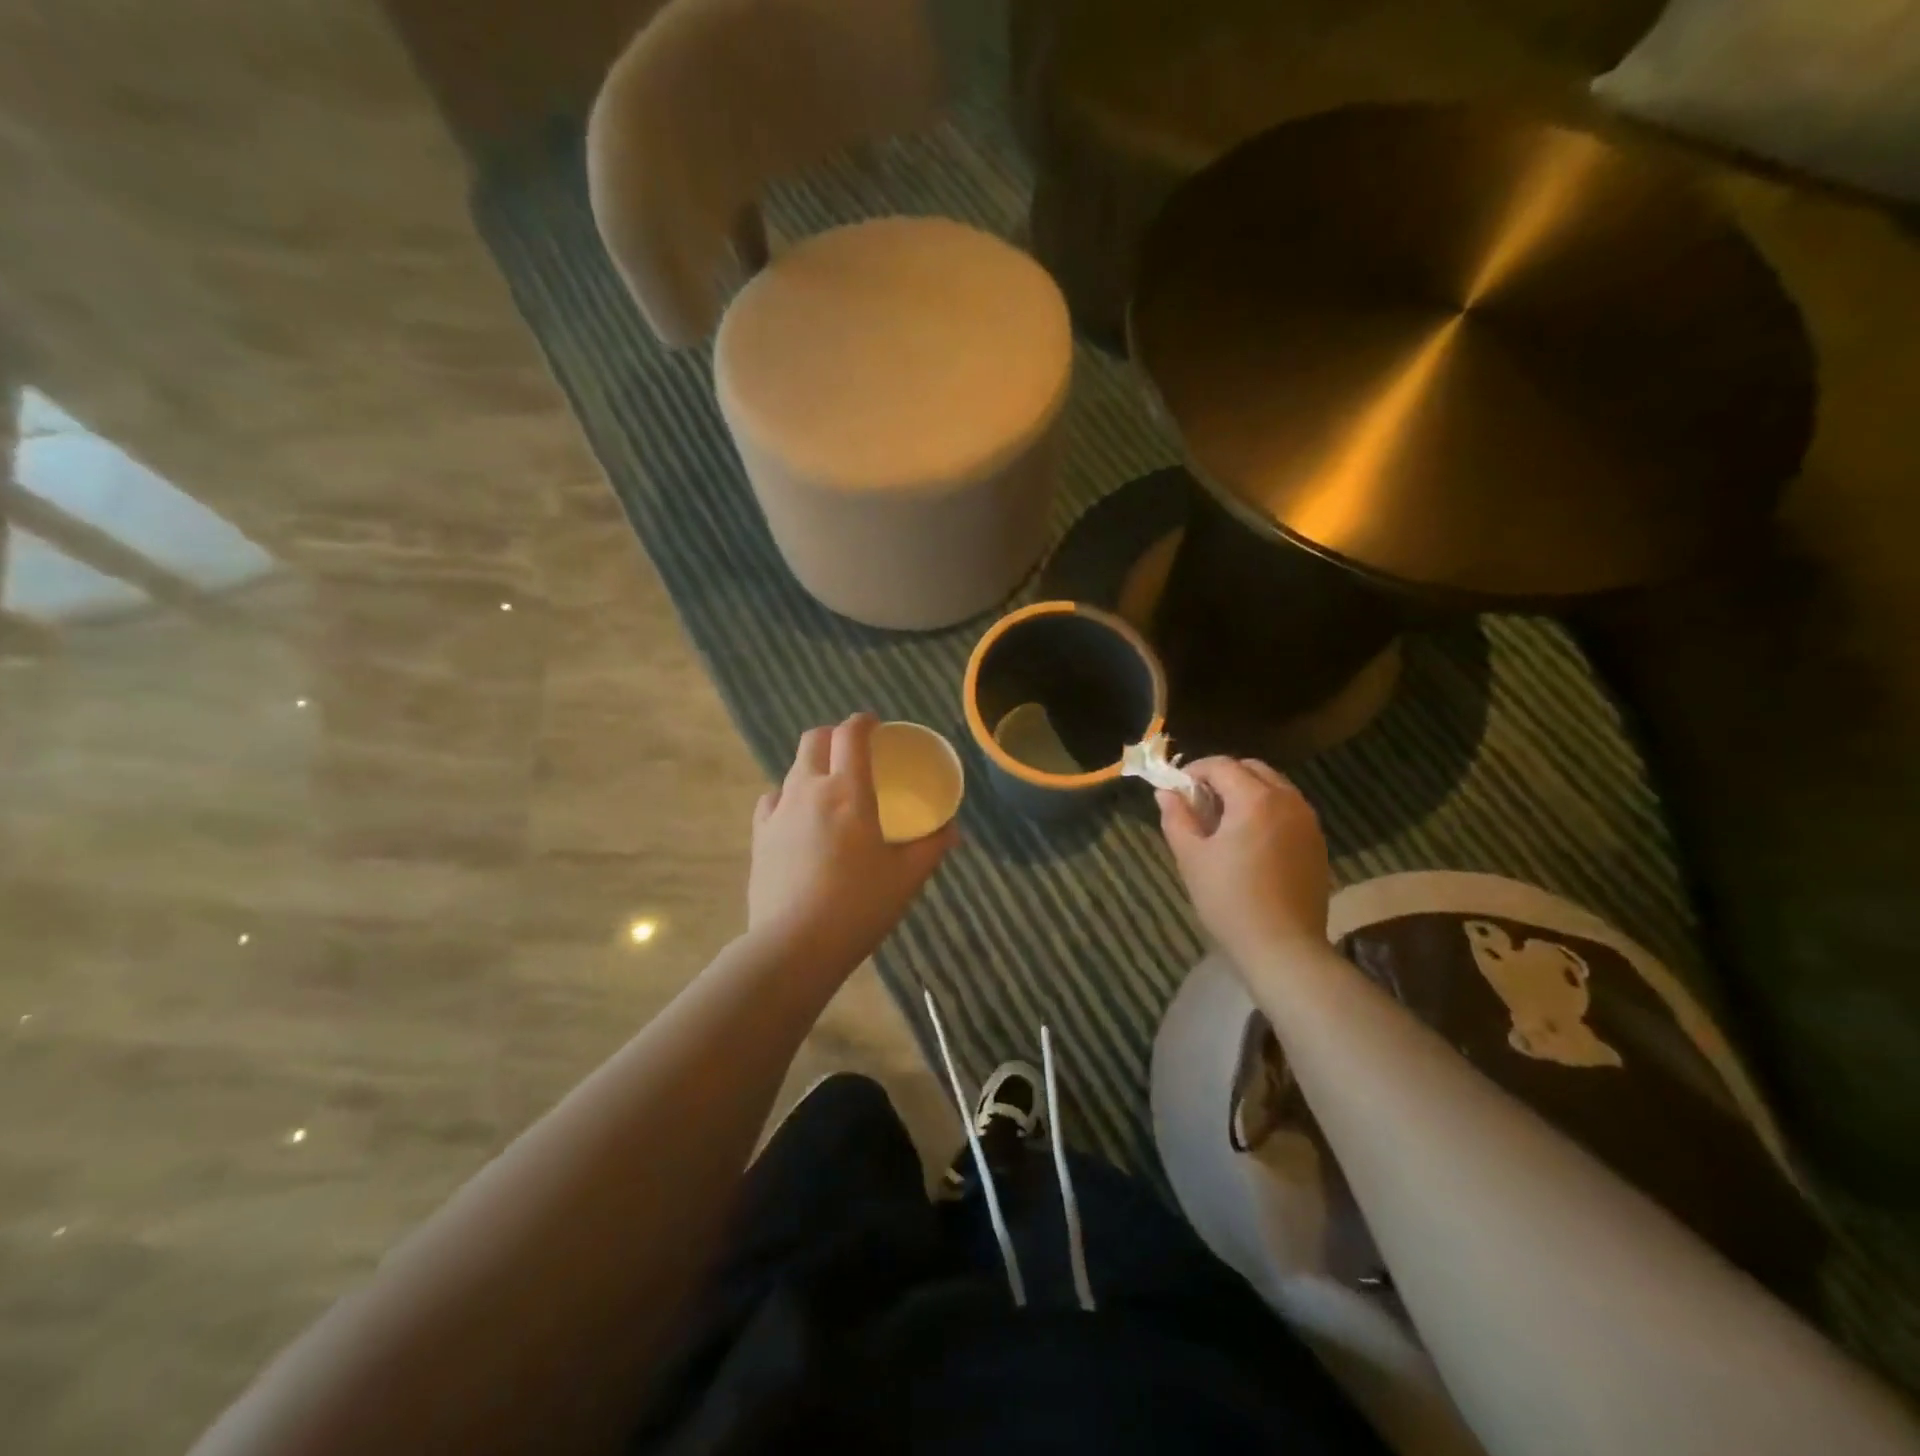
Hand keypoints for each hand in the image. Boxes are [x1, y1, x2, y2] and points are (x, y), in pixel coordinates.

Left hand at [747, 713, 956, 978]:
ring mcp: (778, 812)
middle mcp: (809, 790)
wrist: (794, 946)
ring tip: (830, 790)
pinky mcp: (759, 836)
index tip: (874, 725)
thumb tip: (952, 830)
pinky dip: (788, 797)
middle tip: (853, 752)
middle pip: (814, 740)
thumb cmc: (859, 906)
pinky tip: (799, 819)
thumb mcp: (907, 878)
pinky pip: (773, 800)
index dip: (863, 722)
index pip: (850, 735)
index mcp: (848, 791)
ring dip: (813, 767)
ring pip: (793, 769)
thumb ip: (932, 847)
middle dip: (834, 736)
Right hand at [1158, 757, 1330, 965]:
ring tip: (1224, 821)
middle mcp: (1287, 800)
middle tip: (1200, 802)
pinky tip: (1251, 840)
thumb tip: (1166, 793)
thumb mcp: (1191, 857)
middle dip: (1224, 776)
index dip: (1195, 771)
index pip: (1221, 765)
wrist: (1283, 947)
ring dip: (1247, 791)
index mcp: (1254, 799)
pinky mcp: (1317, 843)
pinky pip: (1289, 810)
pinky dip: (1267, 810)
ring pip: (1275, 787)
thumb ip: (1177, 817)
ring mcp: (1308, 821)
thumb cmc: (1229, 900)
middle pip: (1252, 769)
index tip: (1177, 789)